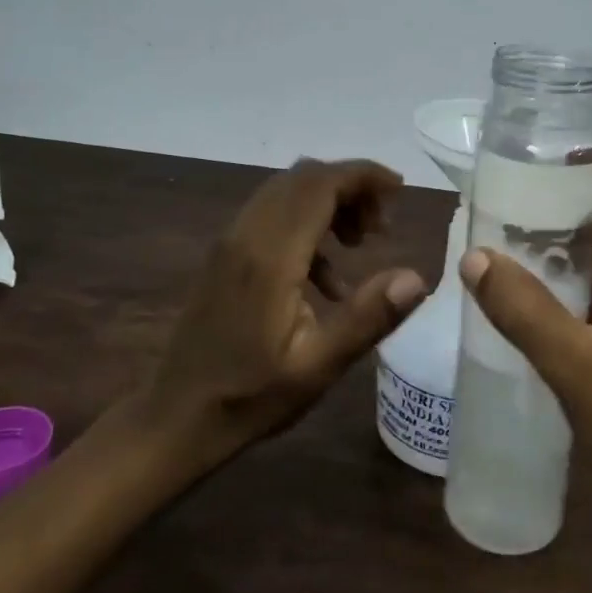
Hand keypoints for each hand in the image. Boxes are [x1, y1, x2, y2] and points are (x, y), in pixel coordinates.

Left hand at [144, 158, 426, 467]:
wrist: (176, 417)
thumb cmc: (250, 397)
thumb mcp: (318, 367)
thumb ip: (368, 317)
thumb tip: (416, 277)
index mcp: (270, 255)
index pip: (320, 184)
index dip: (363, 175)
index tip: (400, 189)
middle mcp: (247, 234)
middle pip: (304, 178)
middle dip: (351, 187)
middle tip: (382, 227)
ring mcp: (230, 241)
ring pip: (287, 191)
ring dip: (329, 202)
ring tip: (360, 244)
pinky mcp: (224, 253)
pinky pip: (272, 214)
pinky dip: (307, 223)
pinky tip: (326, 277)